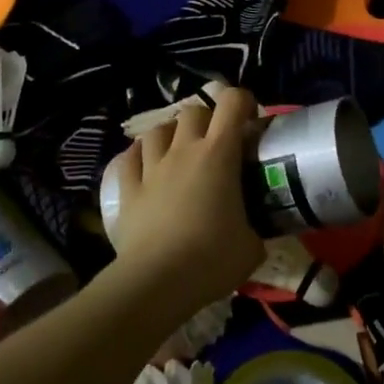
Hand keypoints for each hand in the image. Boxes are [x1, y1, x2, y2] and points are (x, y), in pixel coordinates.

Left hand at [103, 87, 265, 322]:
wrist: (157, 281)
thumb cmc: (212, 258)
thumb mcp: (251, 246)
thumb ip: (255, 229)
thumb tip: (254, 234)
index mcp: (219, 154)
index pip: (232, 103)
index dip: (243, 101)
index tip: (251, 118)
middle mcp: (184, 151)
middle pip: (193, 111)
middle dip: (207, 118)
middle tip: (216, 141)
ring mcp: (152, 168)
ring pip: (157, 130)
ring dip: (171, 134)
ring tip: (179, 150)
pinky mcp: (128, 190)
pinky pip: (129, 158)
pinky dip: (139, 155)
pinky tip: (145, 164)